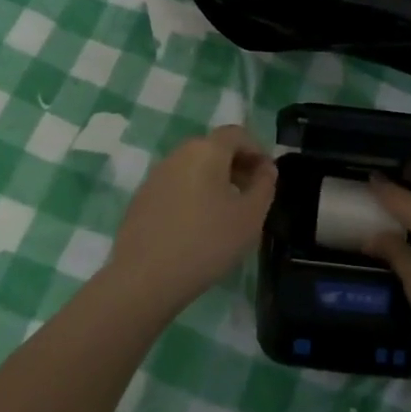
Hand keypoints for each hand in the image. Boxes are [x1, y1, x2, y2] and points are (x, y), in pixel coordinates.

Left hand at [107, 125, 277, 317]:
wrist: (144, 278)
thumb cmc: (206, 242)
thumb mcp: (250, 217)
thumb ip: (265, 186)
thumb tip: (265, 168)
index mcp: (207, 150)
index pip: (237, 134)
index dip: (257, 150)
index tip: (268, 177)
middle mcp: (179, 154)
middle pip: (214, 148)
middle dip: (237, 165)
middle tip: (251, 194)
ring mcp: (156, 175)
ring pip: (194, 167)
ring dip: (215, 181)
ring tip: (227, 212)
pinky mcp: (142, 198)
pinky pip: (177, 186)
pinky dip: (193, 194)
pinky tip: (198, 226)